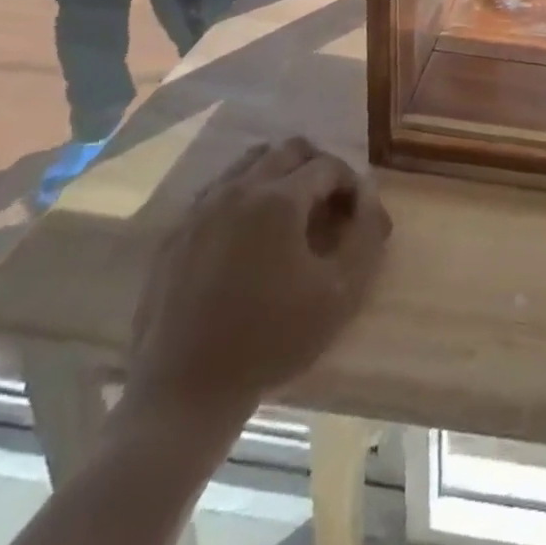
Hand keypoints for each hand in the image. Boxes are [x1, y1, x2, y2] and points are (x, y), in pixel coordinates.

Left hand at [121, 138, 390, 434]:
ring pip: (251, 161)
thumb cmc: (270, 341)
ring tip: (290, 216)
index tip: (359, 218)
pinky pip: (219, 190)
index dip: (352, 186)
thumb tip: (369, 196)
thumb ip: (366, 234)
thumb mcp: (340, 293)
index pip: (329, 165)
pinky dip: (244, 196)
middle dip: (317, 169)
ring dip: (279, 175)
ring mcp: (202, 208)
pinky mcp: (176, 233)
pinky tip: (249, 236)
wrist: (183, 395)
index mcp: (279, 198)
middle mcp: (239, 188)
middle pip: (290, 149)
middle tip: (328, 208)